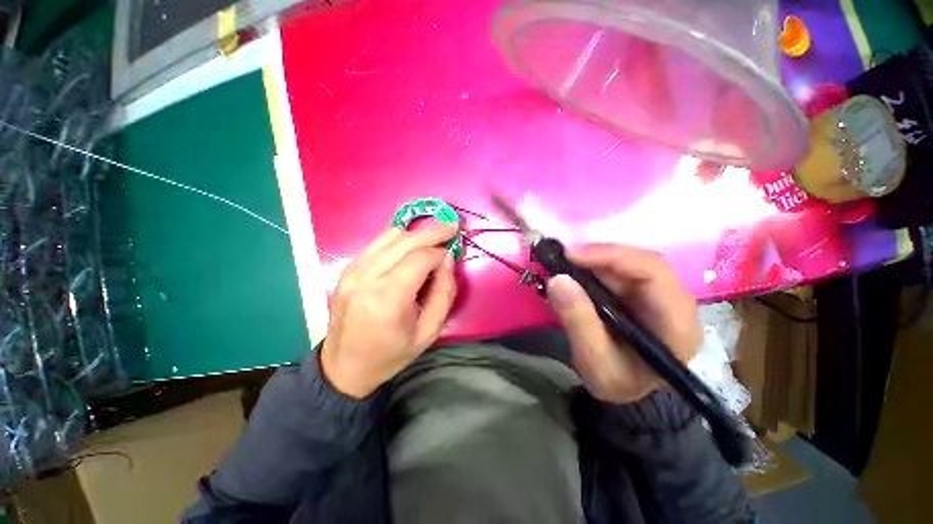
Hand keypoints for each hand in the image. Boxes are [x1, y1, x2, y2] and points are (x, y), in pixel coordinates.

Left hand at [320, 224, 457, 398]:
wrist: (344, 367)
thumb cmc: (391, 354)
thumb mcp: (429, 331)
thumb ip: (444, 293)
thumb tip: (447, 260)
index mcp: (388, 298)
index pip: (420, 258)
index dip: (440, 252)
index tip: (452, 254)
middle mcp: (367, 277)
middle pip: (405, 240)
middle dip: (432, 232)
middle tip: (451, 227)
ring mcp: (353, 270)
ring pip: (390, 236)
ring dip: (415, 234)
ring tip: (433, 238)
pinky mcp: (347, 269)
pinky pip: (377, 243)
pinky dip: (398, 240)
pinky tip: (410, 247)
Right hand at [546, 244, 701, 403]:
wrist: (628, 388)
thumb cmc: (617, 381)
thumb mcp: (594, 361)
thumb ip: (578, 321)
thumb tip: (557, 279)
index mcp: (677, 324)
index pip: (654, 274)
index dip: (613, 256)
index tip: (571, 256)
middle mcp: (676, 302)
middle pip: (641, 263)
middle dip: (598, 257)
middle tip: (561, 260)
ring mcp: (660, 294)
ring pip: (628, 263)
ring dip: (593, 262)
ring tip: (564, 267)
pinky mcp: (643, 292)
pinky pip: (619, 270)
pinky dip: (594, 268)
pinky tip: (576, 274)